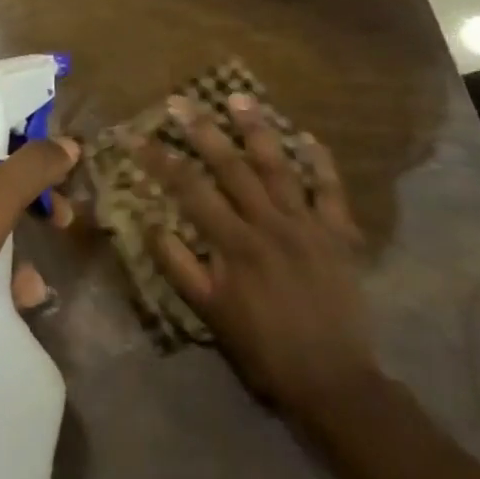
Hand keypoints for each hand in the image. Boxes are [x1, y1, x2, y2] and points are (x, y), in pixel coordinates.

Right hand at [138, 95, 376, 411]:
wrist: (333, 380)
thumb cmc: (263, 347)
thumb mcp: (210, 313)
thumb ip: (179, 266)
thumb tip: (150, 223)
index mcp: (235, 244)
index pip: (191, 190)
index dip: (162, 160)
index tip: (140, 137)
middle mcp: (270, 223)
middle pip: (232, 167)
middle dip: (203, 131)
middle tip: (182, 101)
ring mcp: (308, 225)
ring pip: (279, 167)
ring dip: (257, 130)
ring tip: (239, 98)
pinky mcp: (339, 234)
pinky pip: (331, 190)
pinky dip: (321, 162)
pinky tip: (308, 137)